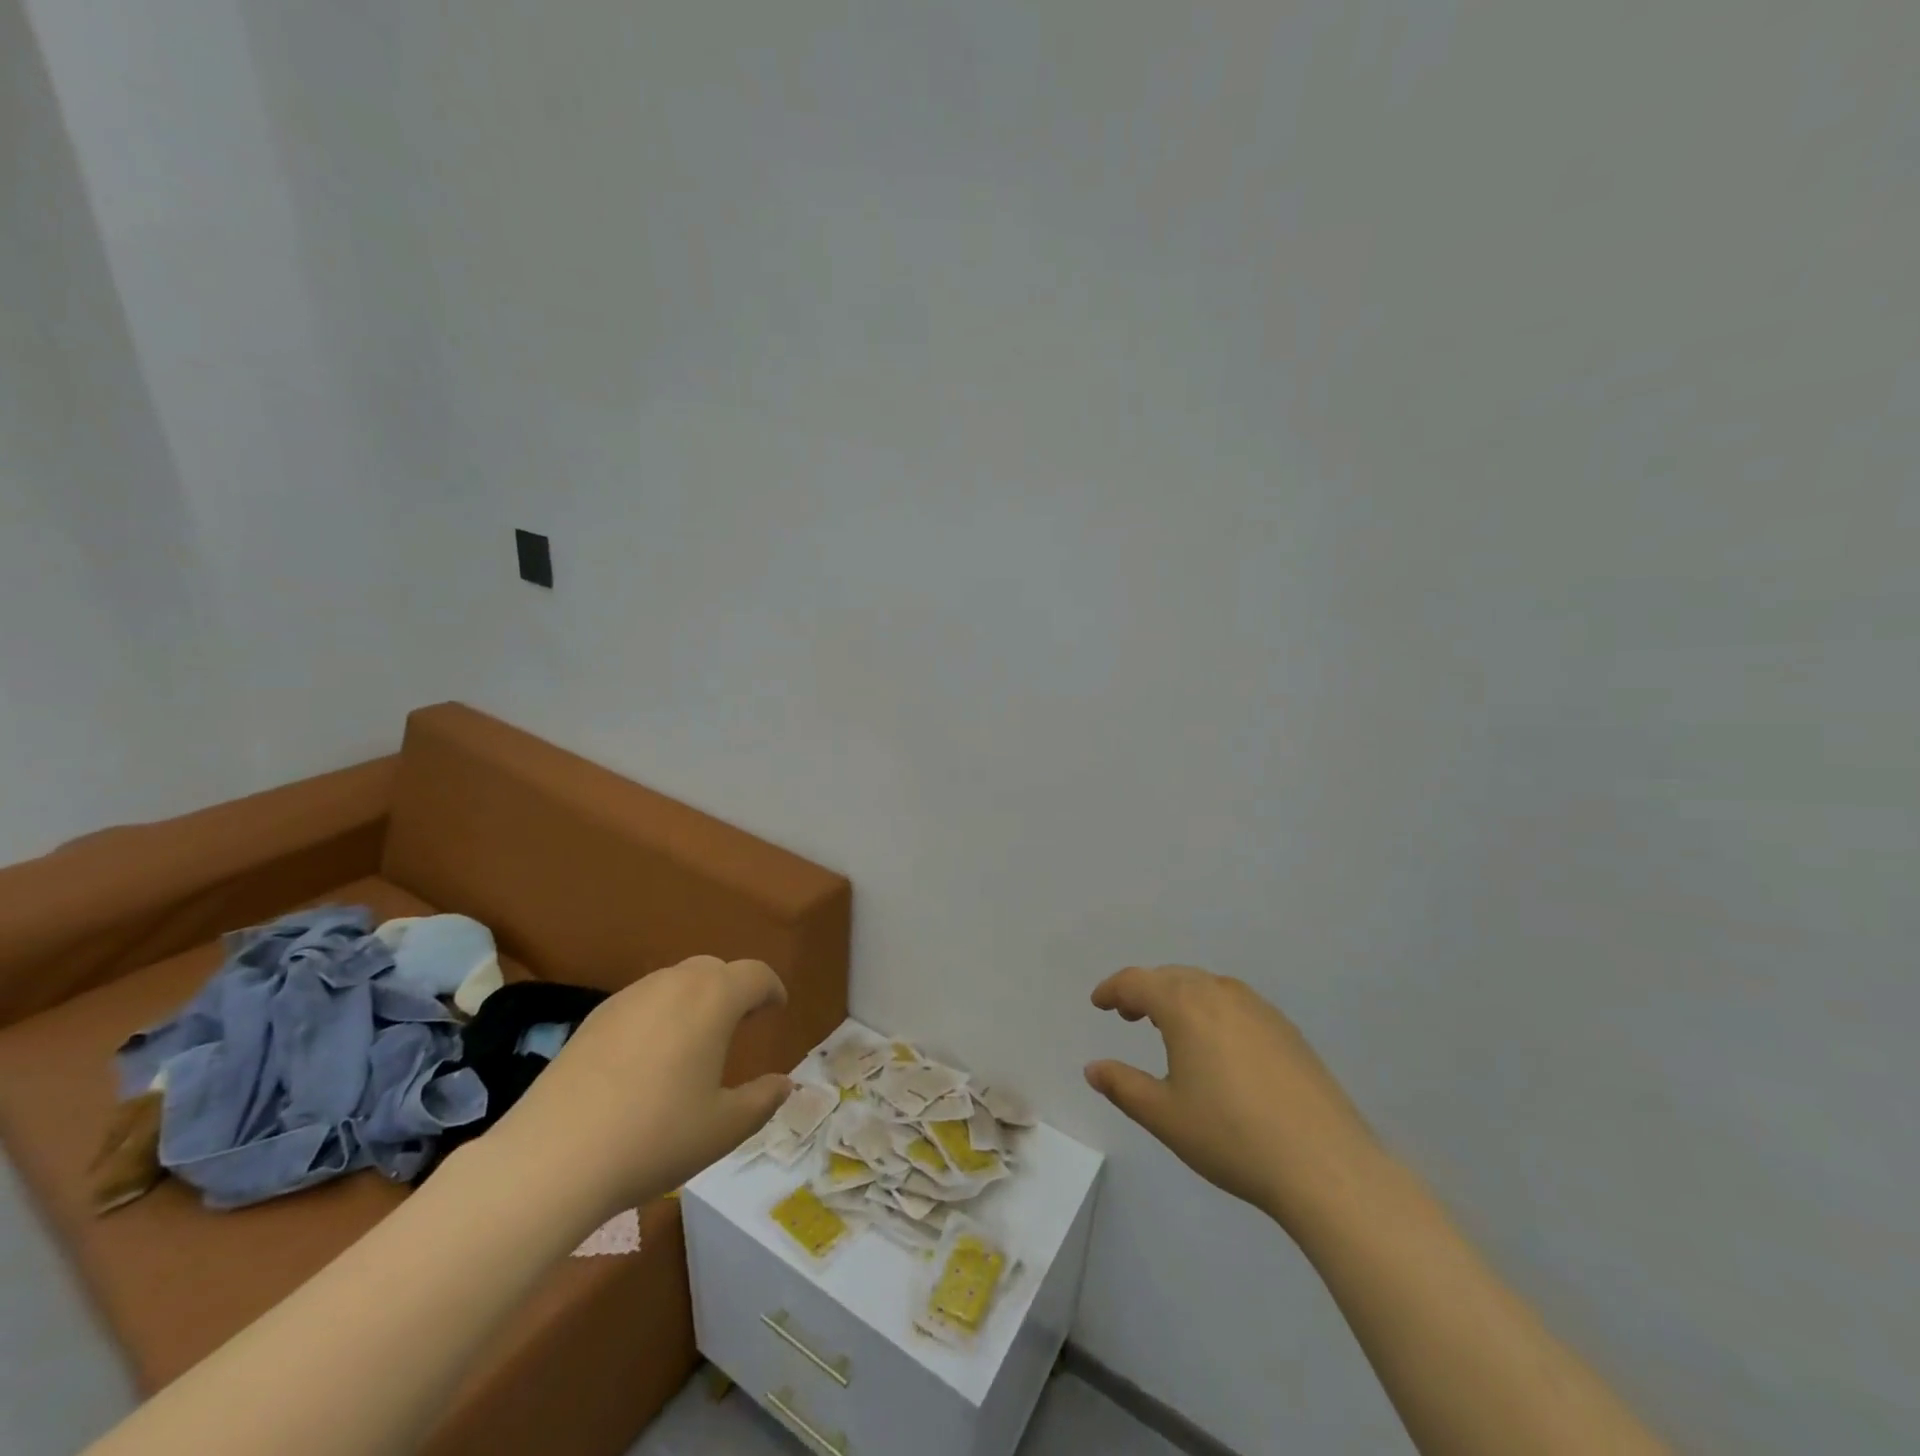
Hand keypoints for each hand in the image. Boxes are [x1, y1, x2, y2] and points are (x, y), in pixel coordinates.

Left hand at [487, 955, 792, 1220]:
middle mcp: (673, 984)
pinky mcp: (593, 1019)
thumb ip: (762, 1100)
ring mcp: (628, 998)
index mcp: (713, 999)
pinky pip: (641, 1002)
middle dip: (733, 989)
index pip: (755, 974)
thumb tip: (785, 1084)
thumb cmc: (654, 1137)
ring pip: (674, 982)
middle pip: (713, 969)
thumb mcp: (723, 1128)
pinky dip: (659, 1015)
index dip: (771, 988)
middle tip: (740, 1022)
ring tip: (695, 1040)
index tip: (777, 1008)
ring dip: (695, 999)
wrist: (551, 1158)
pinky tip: (648, 1059)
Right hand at [1085, 965, 1385, 1231]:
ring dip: (1179, 997)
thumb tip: (1093, 1068)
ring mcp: (1259, 1009)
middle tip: (1128, 1014)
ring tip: (1169, 1028)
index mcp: (1186, 1005)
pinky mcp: (1286, 1030)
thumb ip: (1123, 1086)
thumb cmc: (1231, 1136)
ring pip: (1206, 987)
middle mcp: (1221, 993)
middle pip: (1172, 977)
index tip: (1098, 1003)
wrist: (1325, 1164)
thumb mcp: (1165, 1116)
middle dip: (1145, 990)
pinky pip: (1235, 1003)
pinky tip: (1216, 1046)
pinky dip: (1211, 1010)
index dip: (1113, 989)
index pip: (1137, 981)